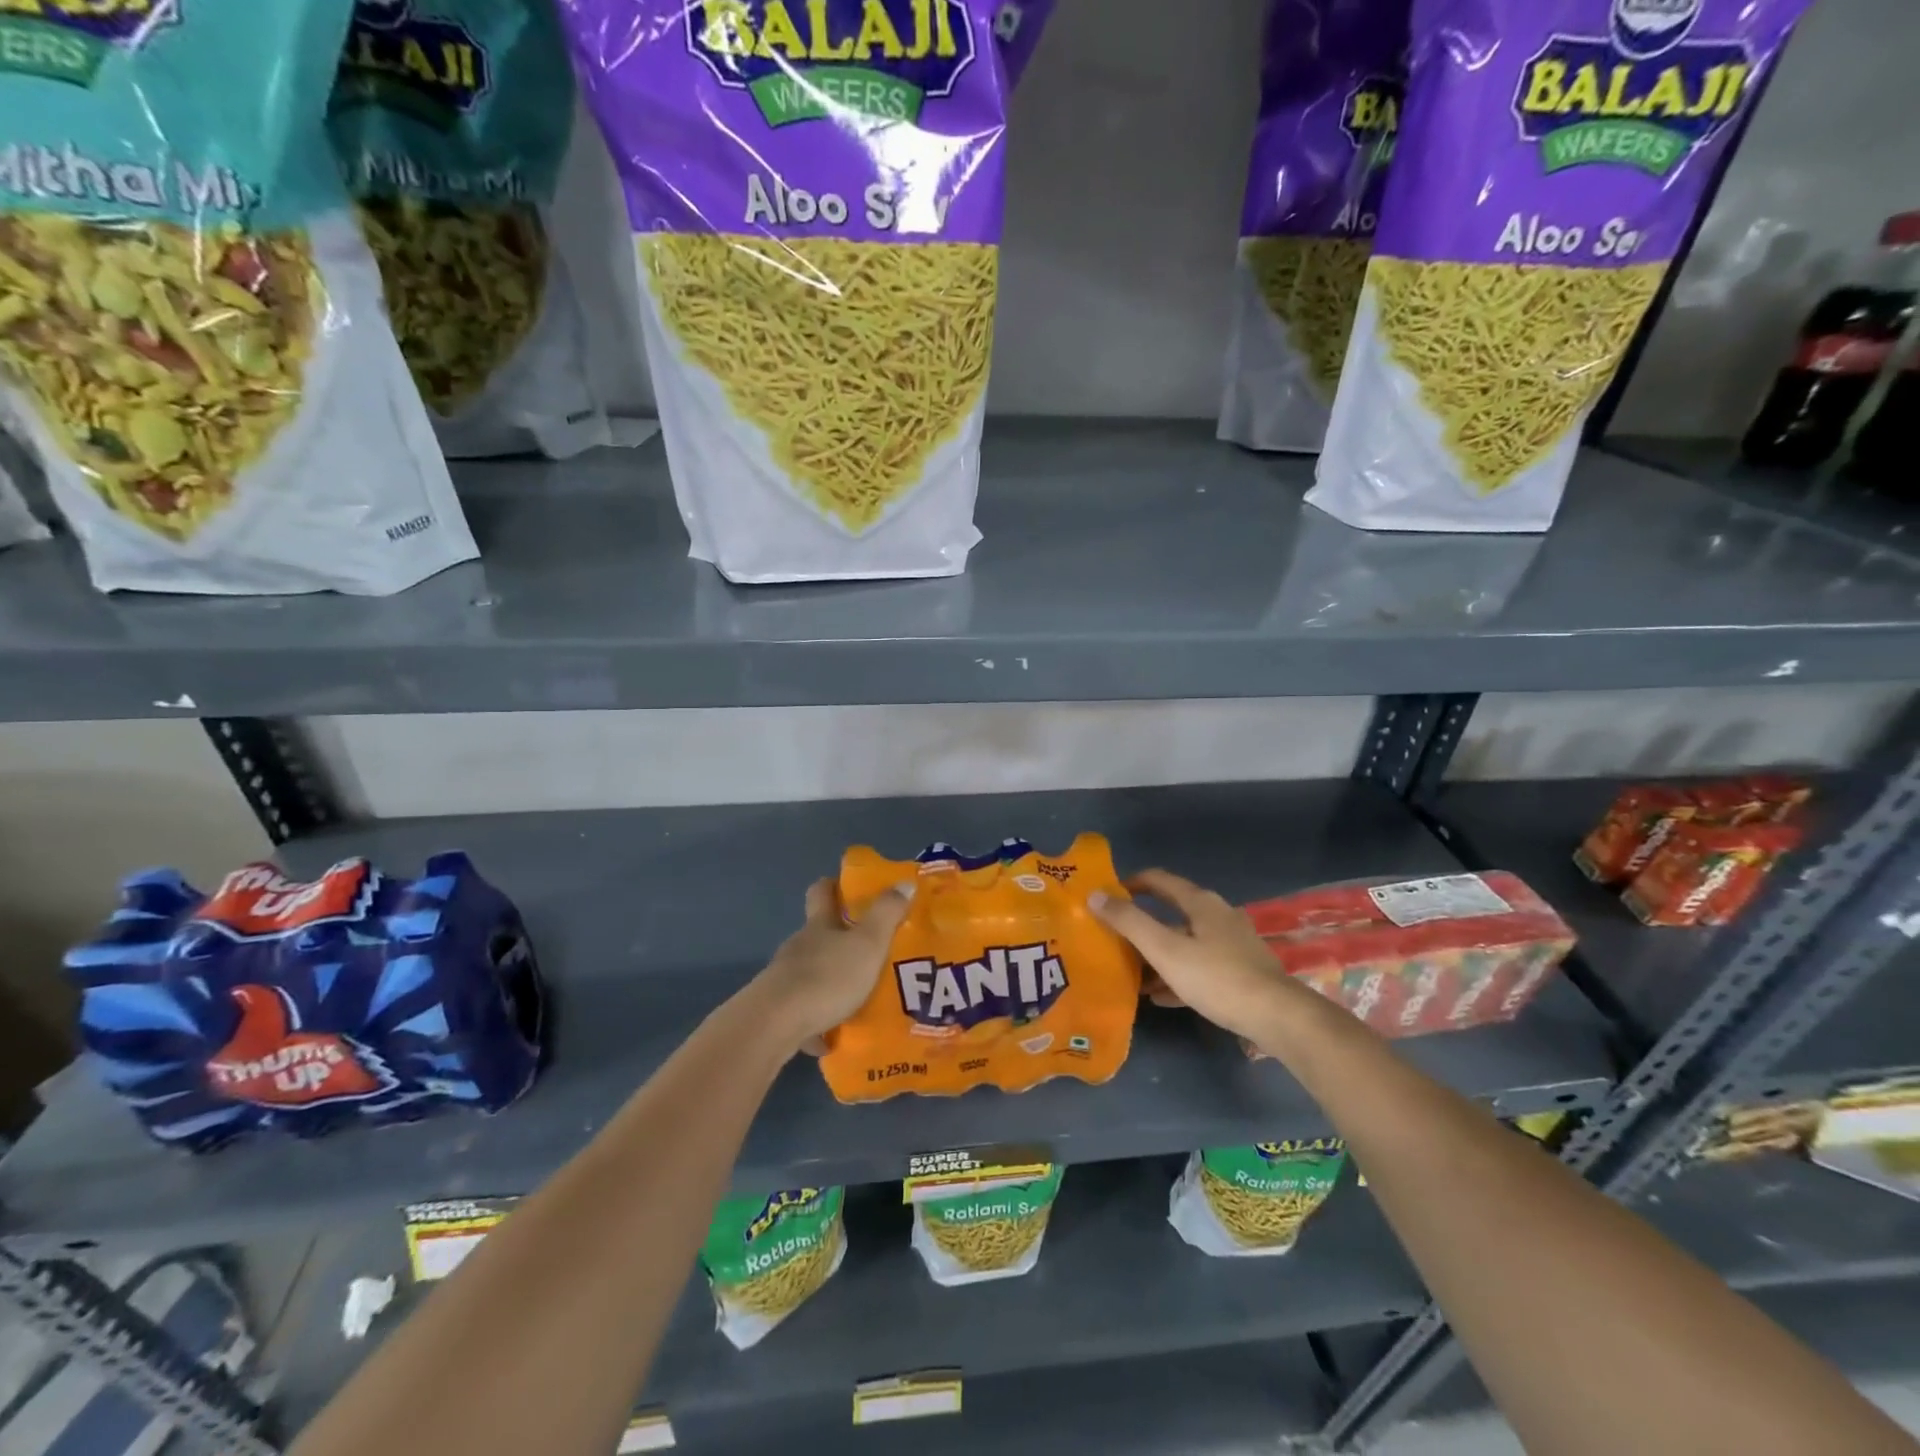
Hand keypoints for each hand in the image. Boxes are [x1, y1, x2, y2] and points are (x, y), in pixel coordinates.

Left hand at [751, 878, 913, 1052]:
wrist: (775, 1024)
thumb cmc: (827, 977)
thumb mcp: (868, 943)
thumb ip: (887, 914)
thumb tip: (904, 882)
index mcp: (819, 925)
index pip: (822, 892)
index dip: (834, 885)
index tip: (849, 887)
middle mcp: (799, 946)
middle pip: (818, 934)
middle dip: (841, 938)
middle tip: (871, 948)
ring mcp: (784, 978)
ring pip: (812, 972)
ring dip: (832, 980)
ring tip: (860, 996)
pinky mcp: (778, 1011)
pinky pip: (804, 1011)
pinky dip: (819, 1019)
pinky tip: (835, 1036)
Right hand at [1090, 868, 1313, 1045]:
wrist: (1277, 1017)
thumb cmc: (1216, 977)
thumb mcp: (1165, 949)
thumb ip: (1129, 922)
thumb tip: (1095, 894)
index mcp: (1200, 903)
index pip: (1159, 880)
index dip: (1130, 883)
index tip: (1106, 896)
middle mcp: (1218, 916)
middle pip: (1171, 912)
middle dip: (1141, 924)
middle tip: (1114, 937)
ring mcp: (1232, 944)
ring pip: (1185, 941)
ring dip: (1158, 953)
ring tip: (1131, 972)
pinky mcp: (1241, 971)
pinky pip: (1199, 966)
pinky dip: (1177, 974)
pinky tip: (1160, 996)